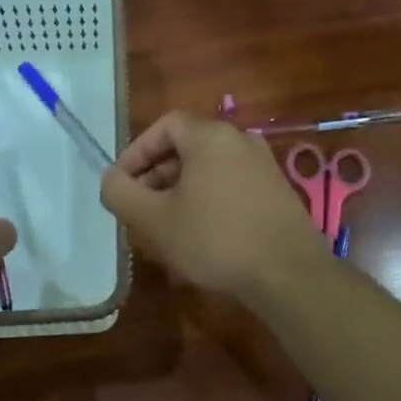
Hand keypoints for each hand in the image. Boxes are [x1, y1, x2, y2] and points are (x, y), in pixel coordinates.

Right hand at [99, 111, 327, 306]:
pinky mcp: (277, 192)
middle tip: (140, 209)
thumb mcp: (154, 220)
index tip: (122, 184)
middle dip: (156, 175)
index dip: (137, 152)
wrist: (289, 273)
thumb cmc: (215, 239)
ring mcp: (264, 165)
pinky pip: (231, 185)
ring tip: (166, 226)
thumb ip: (121, 193)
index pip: (164, 126)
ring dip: (181, 190)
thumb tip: (111, 179)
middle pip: (187, 146)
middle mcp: (240, 140)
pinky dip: (208, 199)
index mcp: (210, 136)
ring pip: (209, 169)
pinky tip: (202, 235)